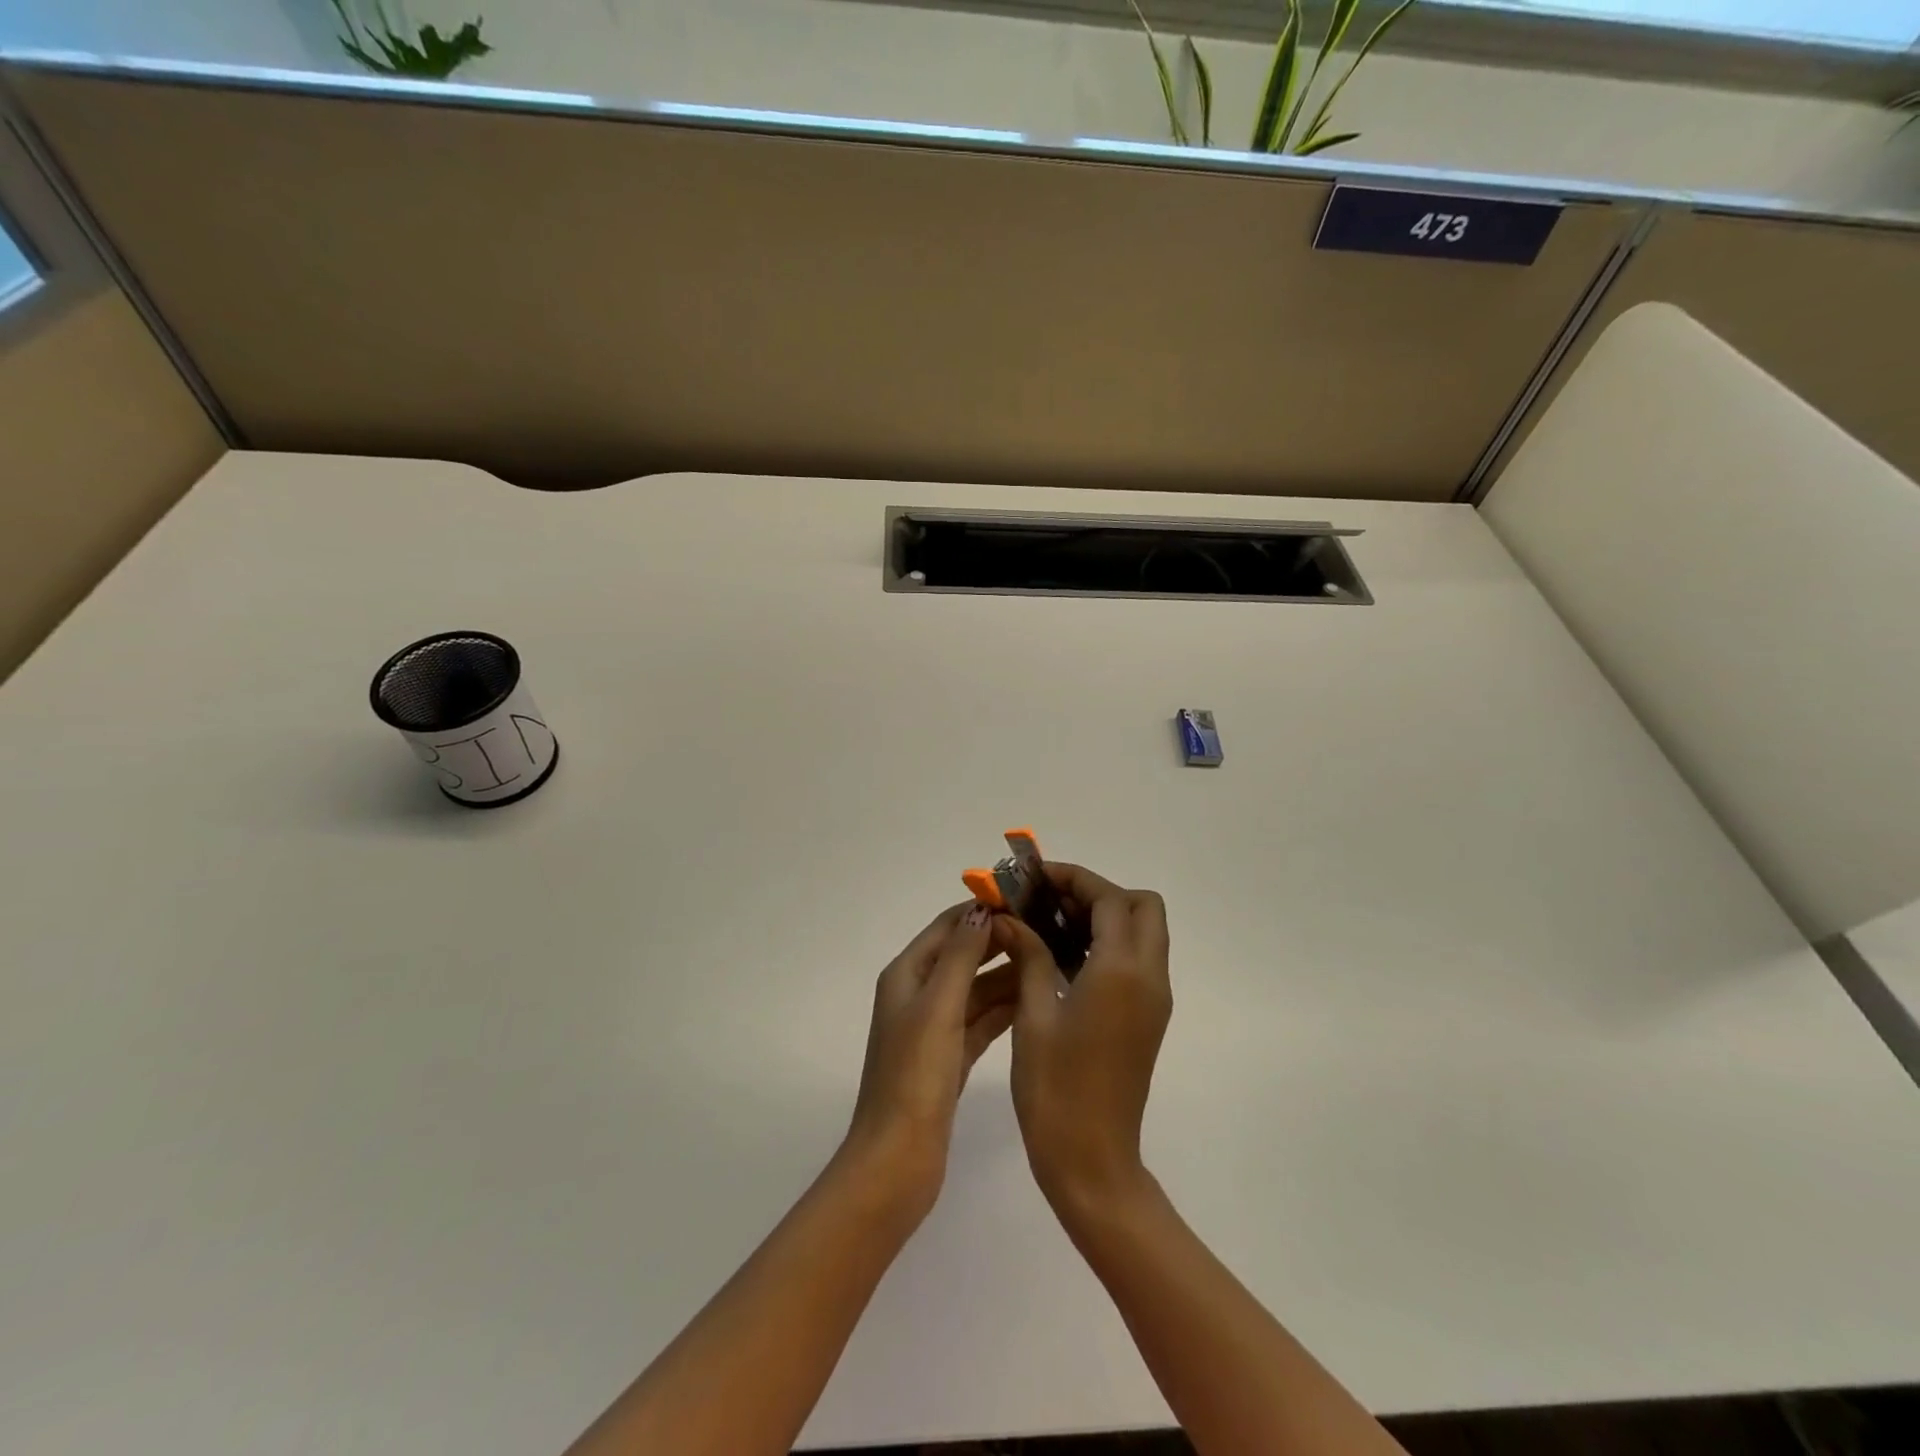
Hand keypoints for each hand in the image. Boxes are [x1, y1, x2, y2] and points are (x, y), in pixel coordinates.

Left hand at [842, 902, 1018, 1219]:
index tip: (1024, 899)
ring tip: (1053, 960)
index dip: (981, 910)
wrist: (898, 1160)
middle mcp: (918, 994)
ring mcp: (934, 1027)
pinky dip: (1004, 1008)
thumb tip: (980, 909)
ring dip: (1007, 974)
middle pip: (963, 954)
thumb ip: (960, 956)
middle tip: (1049, 929)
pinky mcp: (950, 1056)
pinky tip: (1036, 1000)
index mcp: (906, 975)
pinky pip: (981, 1019)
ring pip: (976, 988)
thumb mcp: (938, 1007)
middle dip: (1000, 940)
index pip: (947, 926)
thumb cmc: (914, 1076)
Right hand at [991, 865, 1171, 1216]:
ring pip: (1143, 931)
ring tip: (1050, 924)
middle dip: (1098, 892)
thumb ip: (1029, 955)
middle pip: (1141, 906)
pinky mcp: (1149, 1017)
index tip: (1035, 878)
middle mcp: (1149, 977)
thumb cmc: (1055, 1089)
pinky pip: (1137, 959)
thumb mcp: (1033, 1015)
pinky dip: (1109, 943)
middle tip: (1050, 902)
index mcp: (1121, 971)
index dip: (1074, 878)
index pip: (1109, 898)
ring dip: (1104, 916)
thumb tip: (1011, 919)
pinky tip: (1064, 958)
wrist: (1092, 1161)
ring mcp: (1154, 998)